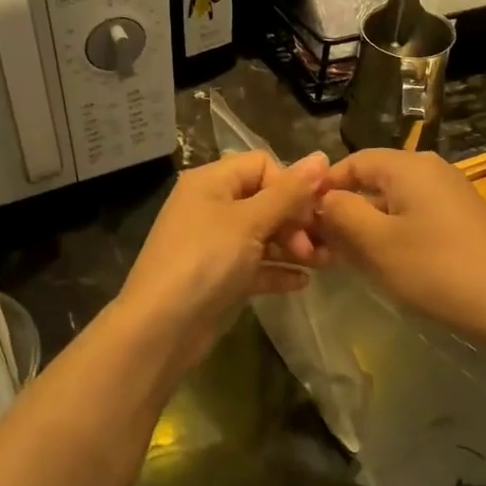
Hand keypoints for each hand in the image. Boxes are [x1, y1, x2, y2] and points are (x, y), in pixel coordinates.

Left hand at [114, 150, 329, 373]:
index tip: (313, 211)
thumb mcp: (250, 221)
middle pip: (265, 200)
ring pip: (263, 235)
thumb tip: (321, 157)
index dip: (290, 184)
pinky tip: (302, 282)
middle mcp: (212, 206)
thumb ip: (289, 192)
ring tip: (324, 263)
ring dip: (294, 246)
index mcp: (211, 182)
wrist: (161, 328)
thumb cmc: (206, 260)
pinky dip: (278, 270)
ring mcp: (215, 244)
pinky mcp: (220, 277)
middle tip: (318, 246)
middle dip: (296, 220)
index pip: (261, 165)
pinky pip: (256, 265)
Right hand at [315, 149, 485, 343]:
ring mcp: (450, 193)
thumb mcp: (376, 243)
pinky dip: (393, 233)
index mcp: (408, 166)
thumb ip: (341, 213)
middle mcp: (430, 169)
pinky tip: (386, 263)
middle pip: (373, 181)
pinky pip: (415, 215)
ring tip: (348, 258)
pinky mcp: (462, 218)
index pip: (352, 162)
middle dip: (345, 210)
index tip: (303, 220)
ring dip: (368, 225)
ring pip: (393, 201)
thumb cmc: (434, 269)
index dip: (323, 188)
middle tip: (323, 246)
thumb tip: (323, 198)